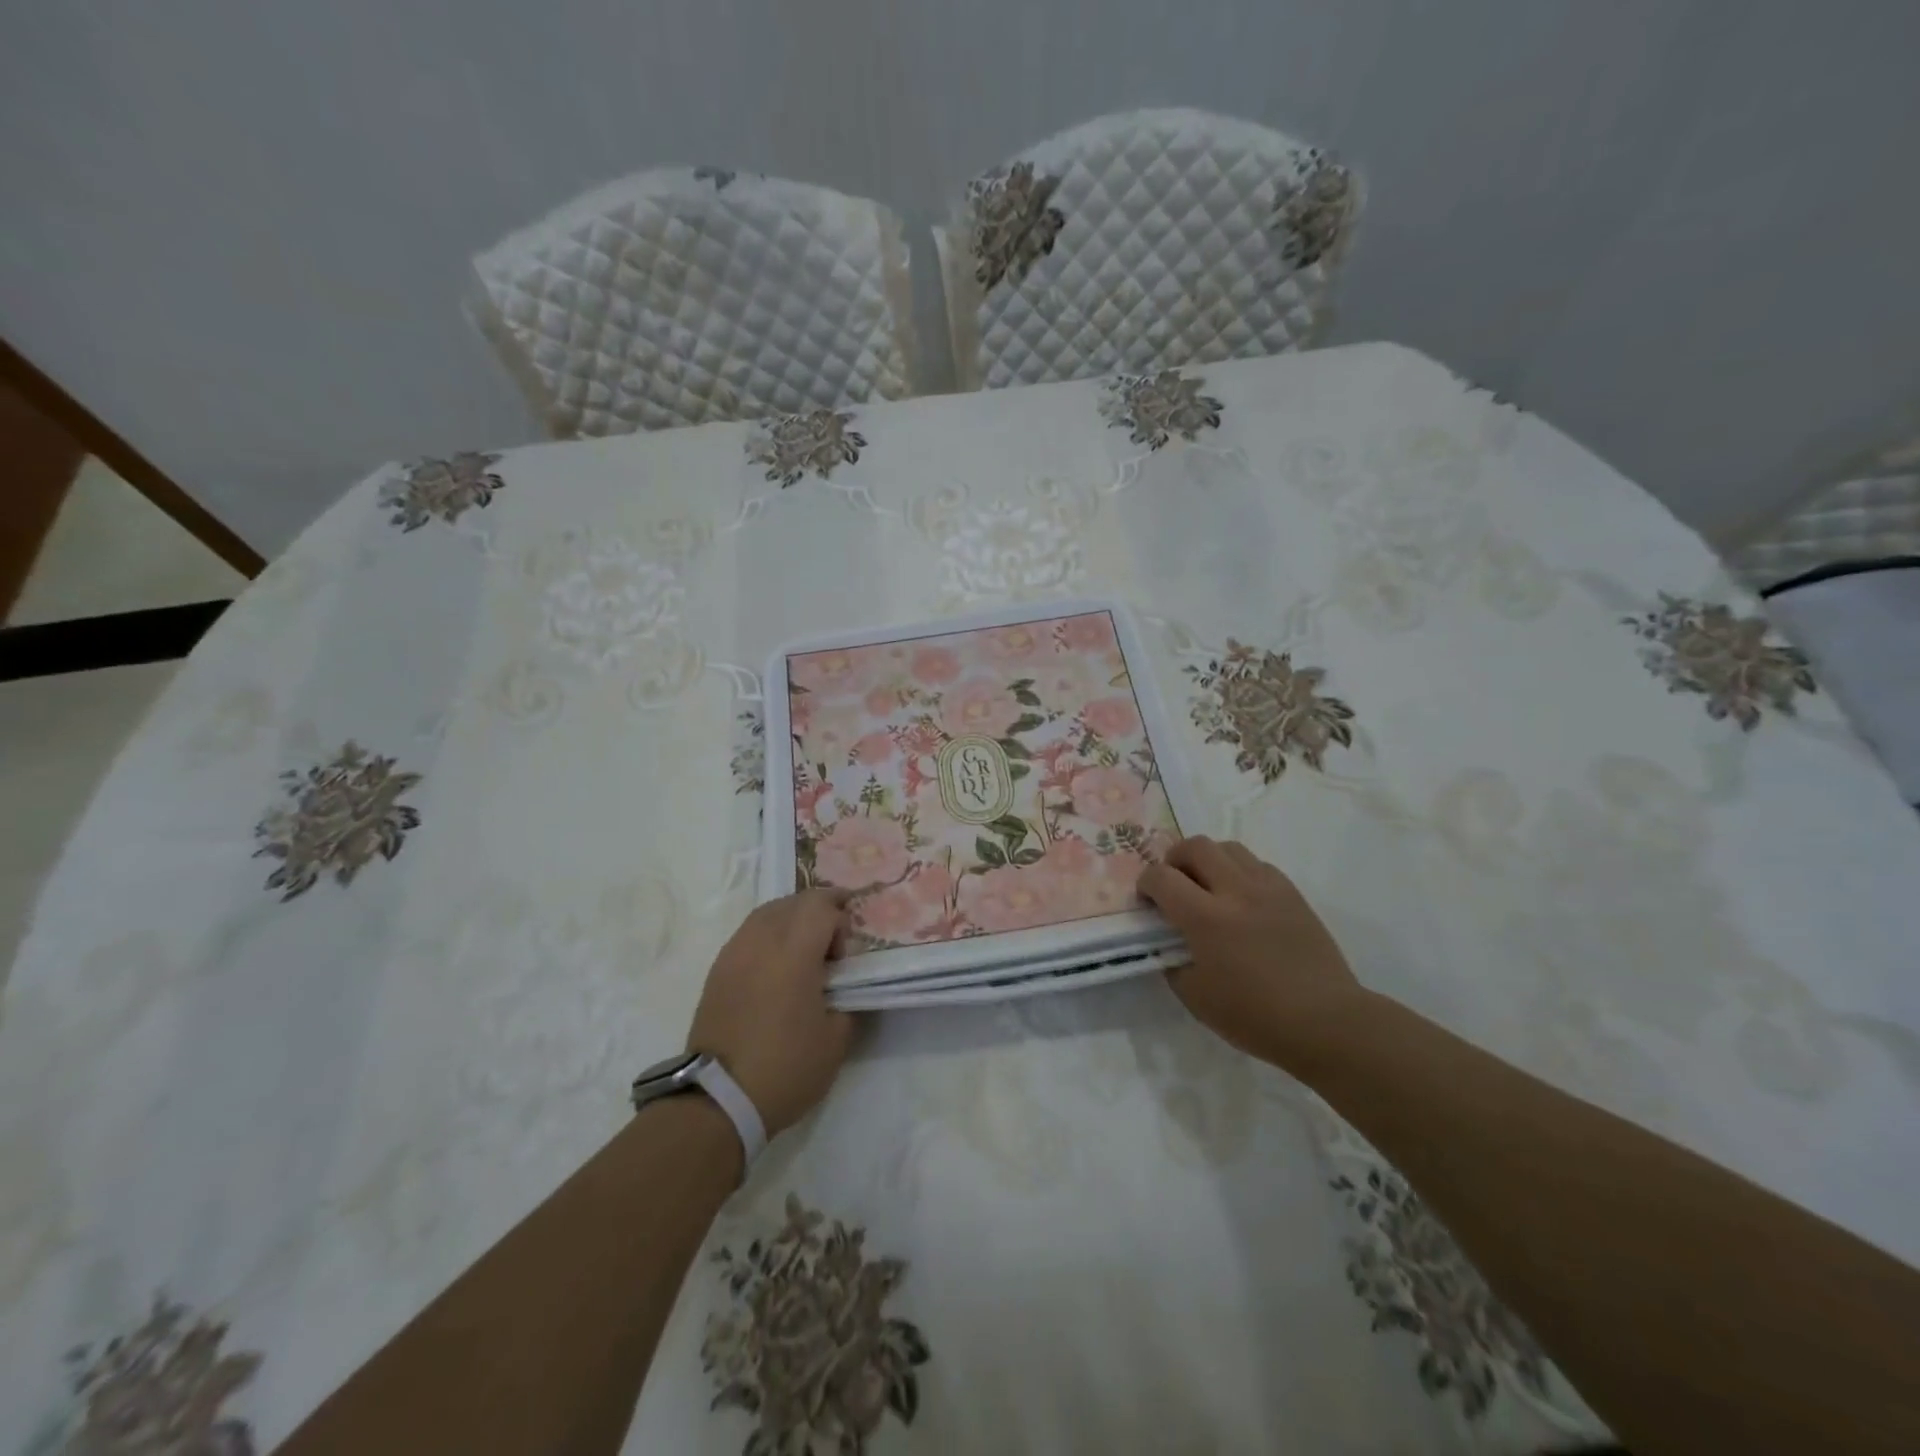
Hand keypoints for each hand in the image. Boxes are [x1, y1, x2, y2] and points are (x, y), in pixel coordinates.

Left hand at [686, 889, 857, 1136]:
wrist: (718, 1099)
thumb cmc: (785, 1067)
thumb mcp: (836, 1039)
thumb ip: (846, 999)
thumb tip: (840, 985)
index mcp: (794, 952)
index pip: (821, 906)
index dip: (841, 916)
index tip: (847, 949)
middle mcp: (761, 941)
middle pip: (794, 902)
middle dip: (819, 911)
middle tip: (832, 942)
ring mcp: (734, 952)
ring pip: (768, 912)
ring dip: (792, 919)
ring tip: (804, 950)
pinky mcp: (717, 970)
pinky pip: (748, 933)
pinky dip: (769, 935)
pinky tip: (776, 965)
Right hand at [1138, 836, 1367, 1070]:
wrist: (1326, 1021)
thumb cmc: (1256, 1017)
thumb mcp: (1196, 998)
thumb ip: (1173, 962)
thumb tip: (1169, 943)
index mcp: (1206, 918)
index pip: (1161, 877)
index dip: (1145, 884)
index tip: (1147, 902)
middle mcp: (1235, 891)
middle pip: (1195, 846)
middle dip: (1174, 859)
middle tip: (1173, 884)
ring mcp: (1268, 888)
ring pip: (1228, 848)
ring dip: (1208, 860)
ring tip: (1207, 887)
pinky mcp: (1292, 893)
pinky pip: (1257, 865)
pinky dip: (1239, 872)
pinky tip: (1241, 899)